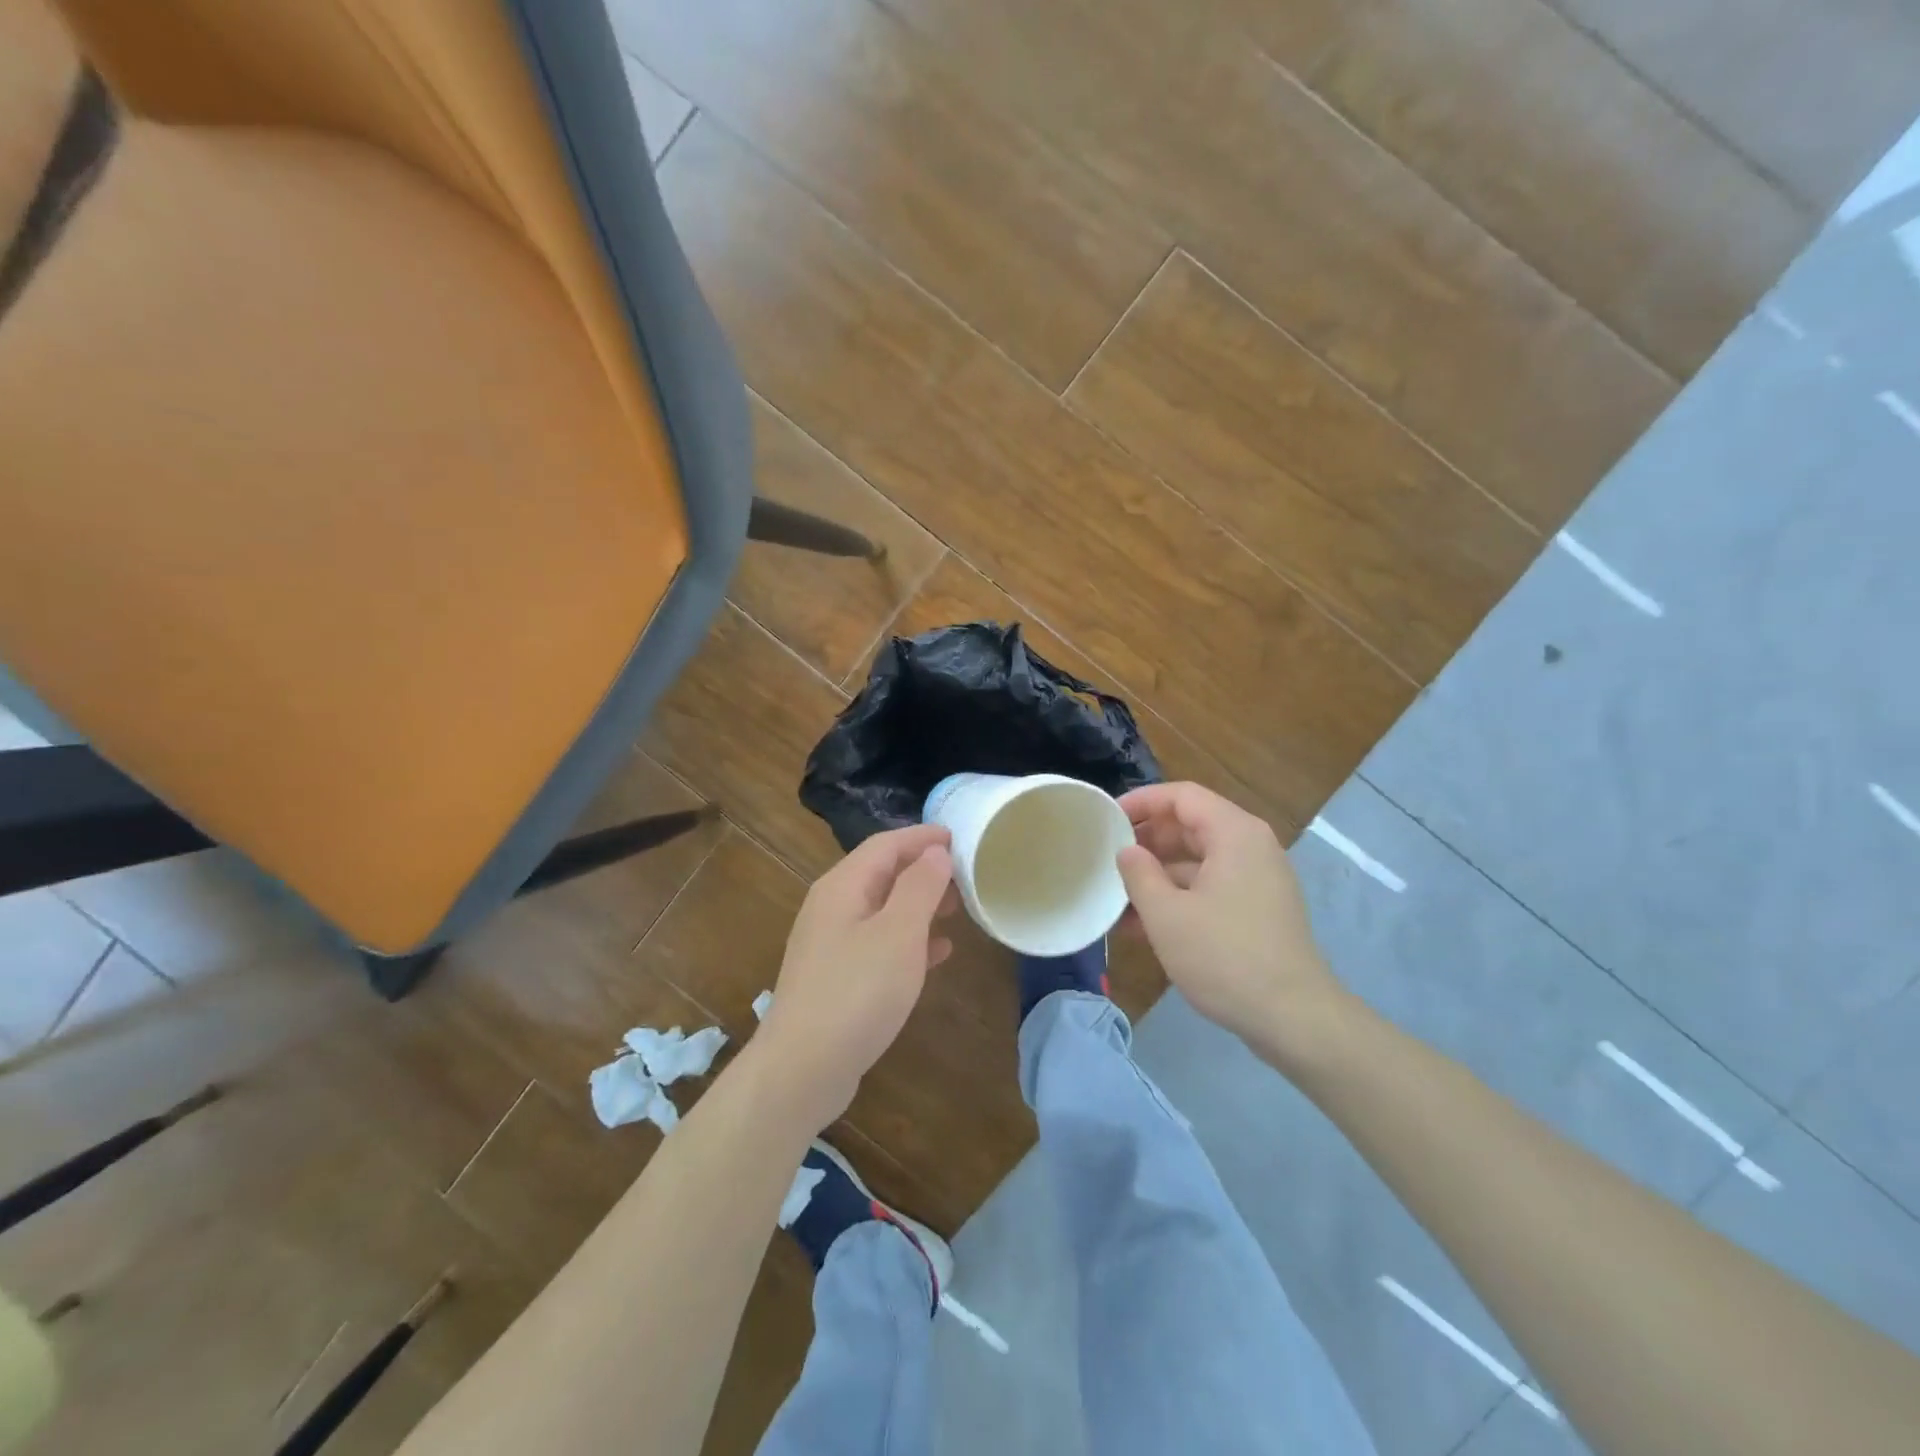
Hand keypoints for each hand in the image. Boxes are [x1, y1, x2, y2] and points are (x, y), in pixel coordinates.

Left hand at [755, 824, 956, 1128]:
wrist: (802, 1069)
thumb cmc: (857, 992)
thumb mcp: (899, 933)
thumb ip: (919, 887)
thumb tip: (934, 852)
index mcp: (843, 886)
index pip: (885, 844)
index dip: (923, 837)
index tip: (959, 836)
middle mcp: (832, 907)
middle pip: (881, 873)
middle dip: (923, 870)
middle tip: (965, 875)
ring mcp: (831, 943)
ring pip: (882, 909)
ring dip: (919, 904)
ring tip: (958, 909)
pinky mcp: (836, 977)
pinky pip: (878, 943)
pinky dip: (908, 939)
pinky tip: (938, 952)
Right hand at [1115, 783, 1345, 1059]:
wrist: (1294, 1018)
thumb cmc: (1225, 957)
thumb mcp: (1167, 915)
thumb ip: (1139, 874)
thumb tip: (1127, 851)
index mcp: (1234, 833)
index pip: (1181, 796)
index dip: (1141, 801)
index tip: (1106, 819)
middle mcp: (1250, 846)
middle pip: (1190, 825)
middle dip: (1146, 841)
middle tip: (1106, 858)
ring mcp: (1257, 879)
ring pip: (1197, 860)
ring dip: (1157, 874)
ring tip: (1116, 897)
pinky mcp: (1258, 909)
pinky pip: (1210, 886)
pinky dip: (1178, 896)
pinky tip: (1142, 924)